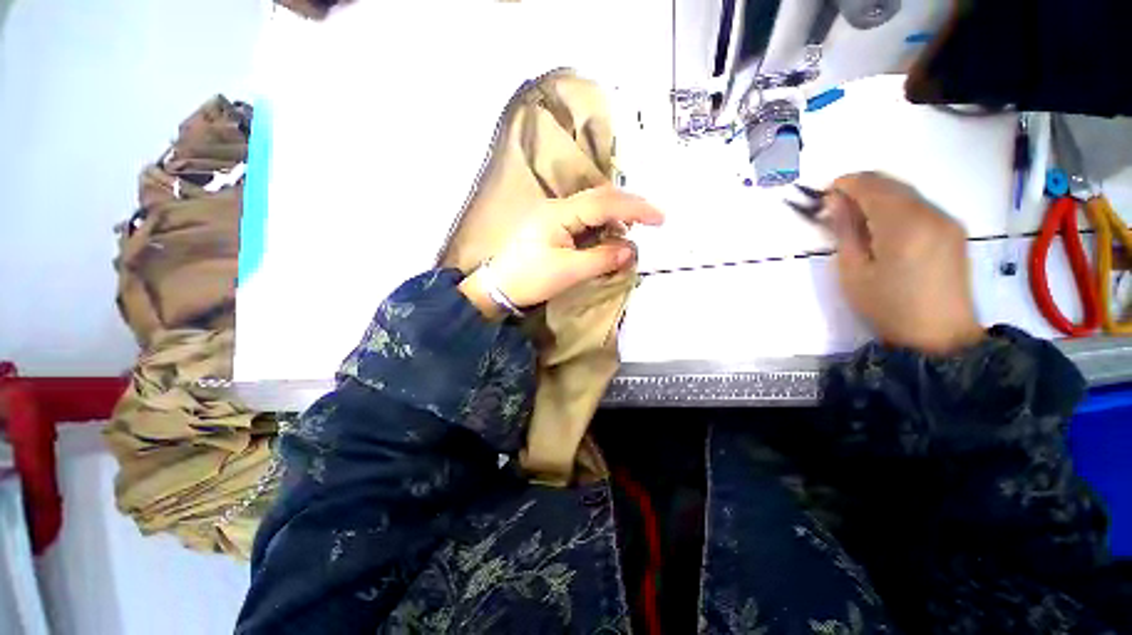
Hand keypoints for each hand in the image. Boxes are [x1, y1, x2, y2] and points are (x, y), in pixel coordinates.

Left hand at [459, 186, 664, 319]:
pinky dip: (602, 224)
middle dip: (628, 206)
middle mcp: (558, 206)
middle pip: (600, 197)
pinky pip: (584, 218)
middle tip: (651, 220)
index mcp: (560, 213)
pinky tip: (610, 234)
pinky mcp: (552, 225)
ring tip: (633, 229)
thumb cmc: (530, 279)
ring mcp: (554, 214)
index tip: (660, 218)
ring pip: (592, 206)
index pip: (605, 203)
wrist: (498, 287)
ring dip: (616, 214)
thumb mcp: (569, 271)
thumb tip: (631, 249)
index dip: (635, 208)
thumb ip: (602, 258)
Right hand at [824, 173, 984, 354]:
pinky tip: (882, 225)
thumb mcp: (852, 271)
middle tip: (835, 207)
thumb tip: (835, 201)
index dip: (845, 184)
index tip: (825, 195)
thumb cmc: (887, 306)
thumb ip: (844, 230)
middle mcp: (931, 213)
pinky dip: (895, 206)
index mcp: (904, 225)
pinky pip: (919, 204)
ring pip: (906, 192)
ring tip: (855, 217)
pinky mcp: (953, 229)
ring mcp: (947, 220)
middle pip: (891, 184)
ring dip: (878, 196)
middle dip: (860, 187)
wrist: (938, 335)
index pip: (871, 186)